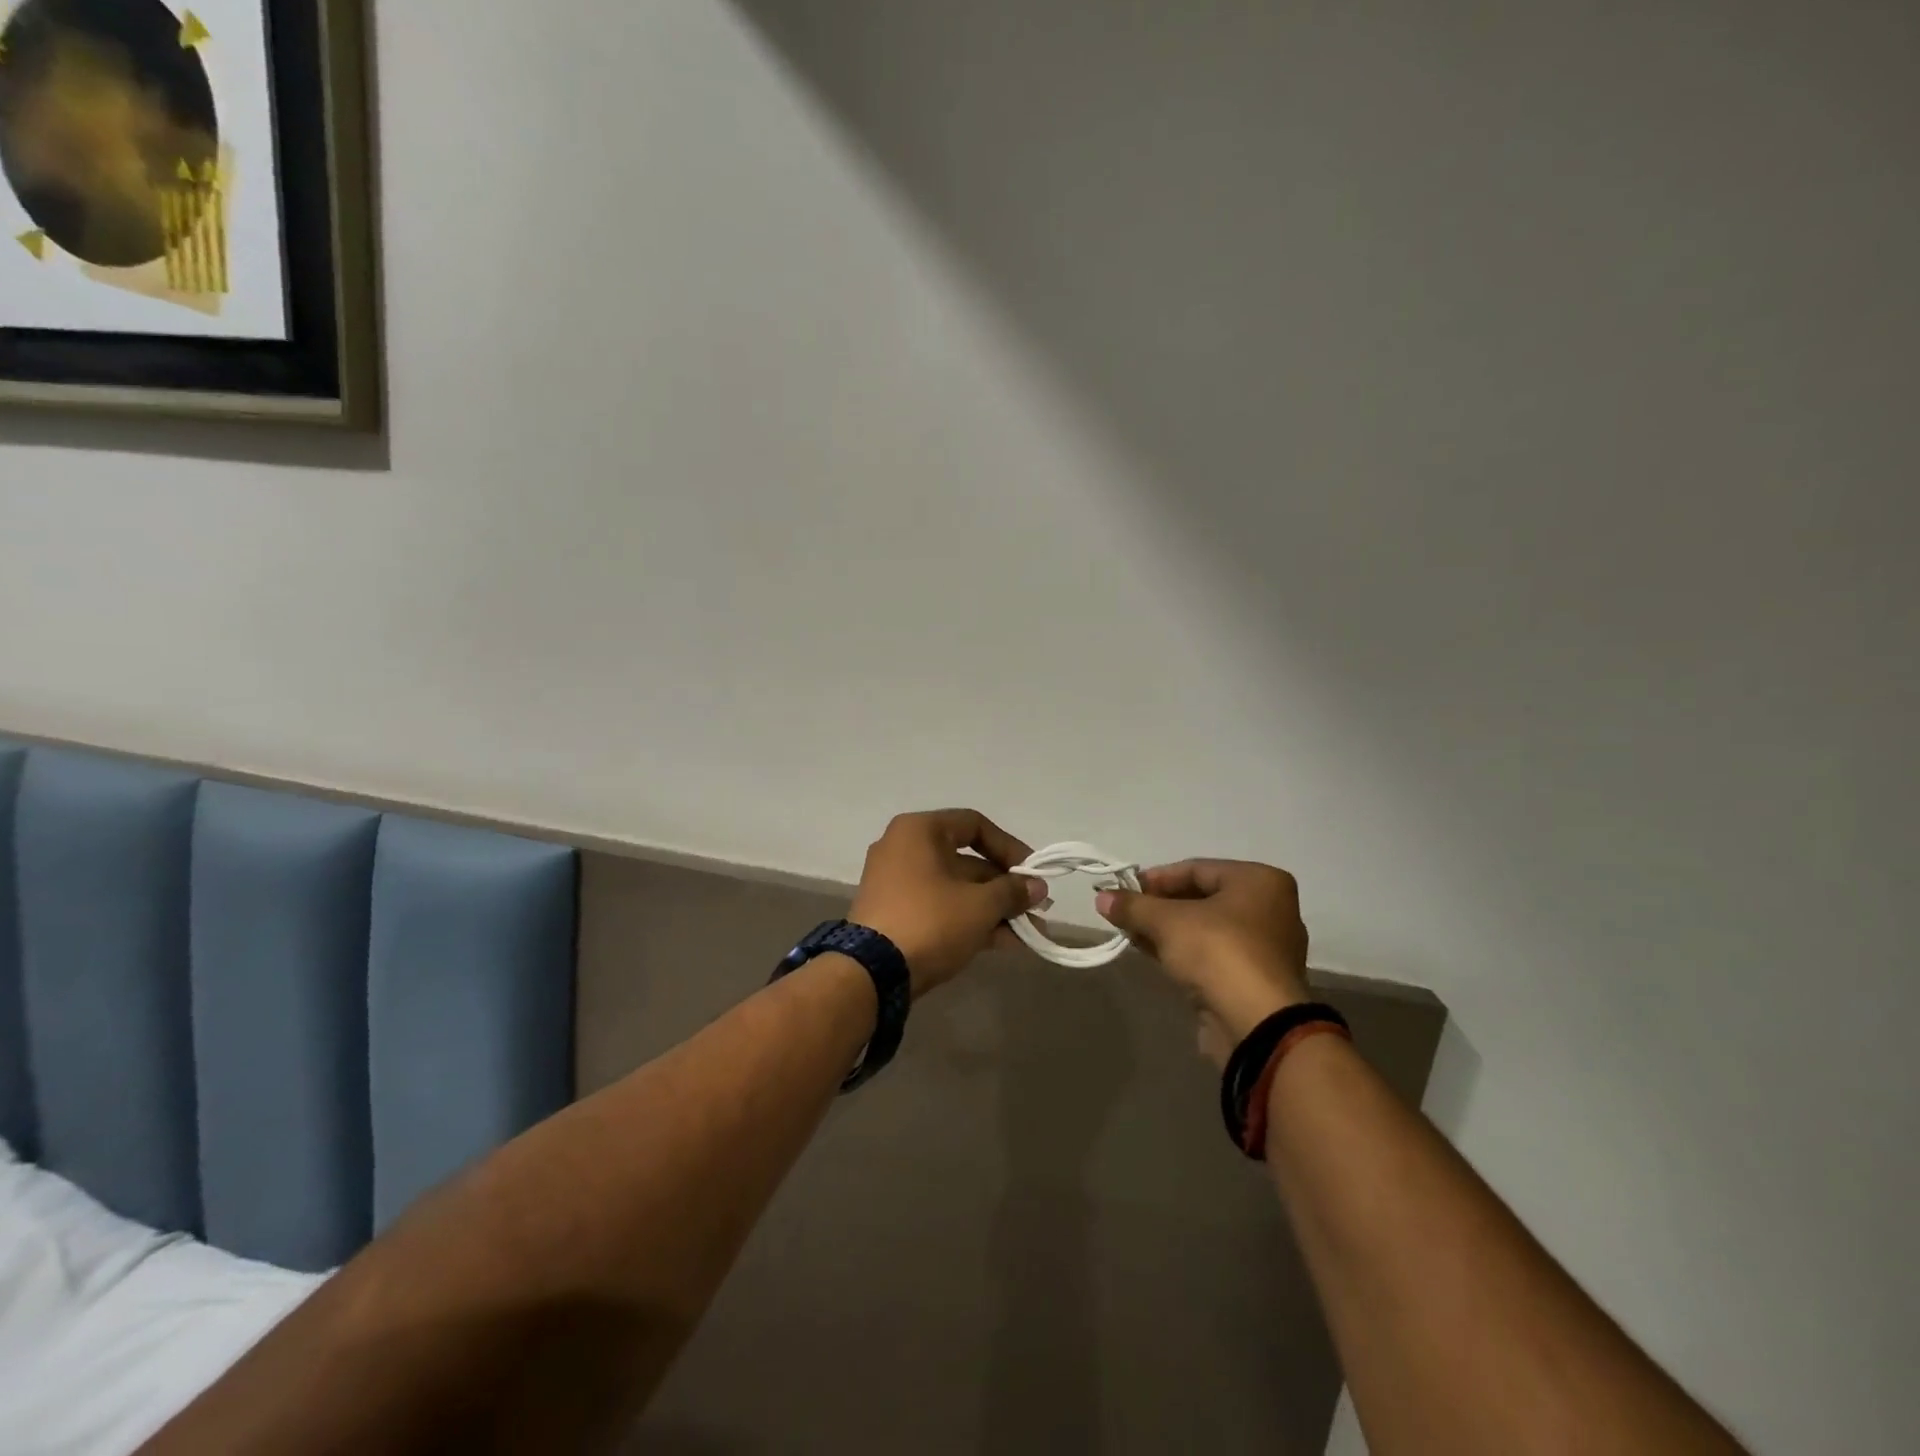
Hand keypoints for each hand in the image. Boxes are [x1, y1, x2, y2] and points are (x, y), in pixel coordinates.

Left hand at [850, 810, 1047, 997]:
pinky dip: (969, 920)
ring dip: (993, 909)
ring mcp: (896, 884)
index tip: (1033, 873)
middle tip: (1036, 909)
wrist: (871, 973)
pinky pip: (940, 908)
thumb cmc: (930, 921)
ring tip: (1028, 933)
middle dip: (1005, 888)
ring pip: (955, 889)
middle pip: (966, 861)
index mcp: (919, 831)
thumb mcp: (980, 905)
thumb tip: (1037, 887)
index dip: (1009, 848)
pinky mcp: (894, 915)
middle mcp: (904, 849)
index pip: (974, 825)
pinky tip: (1004, 942)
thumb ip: (1012, 891)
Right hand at [1097, 860, 1311, 1064]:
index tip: (1124, 890)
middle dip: (1159, 906)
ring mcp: (1265, 947)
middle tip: (1126, 913)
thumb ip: (1133, 906)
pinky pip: (1213, 954)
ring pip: (1206, 928)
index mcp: (1259, 881)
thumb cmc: (1218, 952)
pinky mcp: (1254, 979)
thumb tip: (1101, 898)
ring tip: (1132, 933)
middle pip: (1202, 898)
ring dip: (1167, 930)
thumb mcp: (1167, 922)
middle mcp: (1270, 908)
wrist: (1256, 1025)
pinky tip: (1153, 954)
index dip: (1156, 878)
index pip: (1197, 869)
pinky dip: (1183, 952)